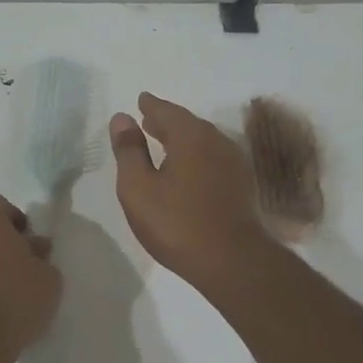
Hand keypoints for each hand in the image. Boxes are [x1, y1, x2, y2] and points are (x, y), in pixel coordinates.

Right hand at [109, 93, 274, 285]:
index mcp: (191, 137)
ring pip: (203, 141)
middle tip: (148, 120)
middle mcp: (216, 141)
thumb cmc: (177, 223)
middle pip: (188, 123)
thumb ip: (129, 151)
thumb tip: (122, 118)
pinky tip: (187, 169)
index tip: (141, 100)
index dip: (151, 106)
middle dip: (166, 121)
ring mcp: (233, 163)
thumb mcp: (138, 188)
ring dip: (182, 138)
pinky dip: (196, 154)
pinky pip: (213, 157)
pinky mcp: (241, 184)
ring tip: (163, 143)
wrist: (232, 261)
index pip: (167, 111)